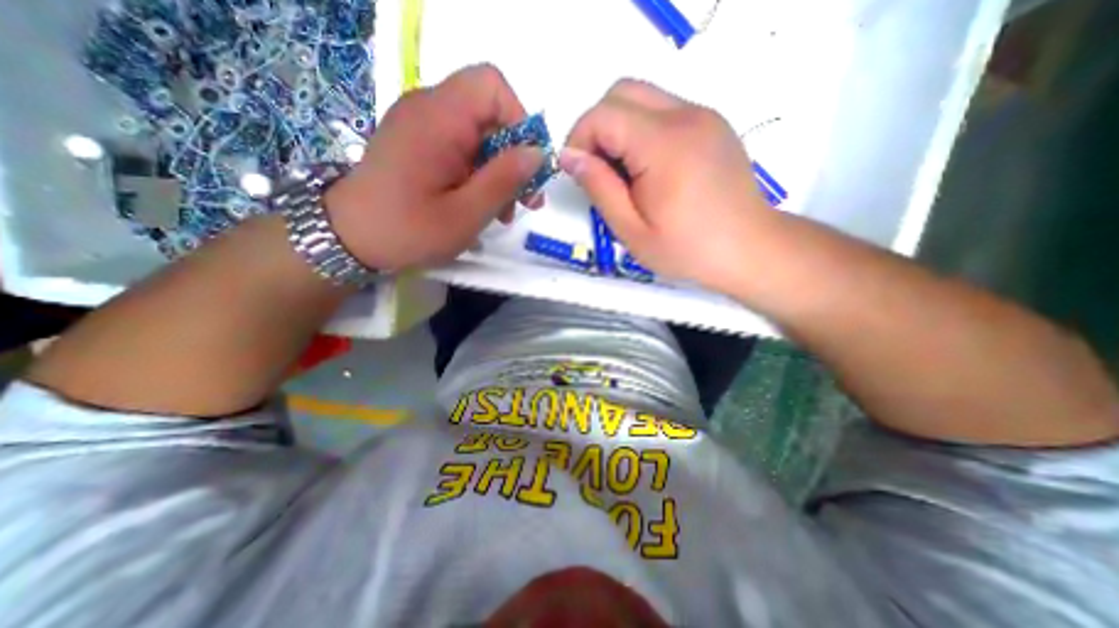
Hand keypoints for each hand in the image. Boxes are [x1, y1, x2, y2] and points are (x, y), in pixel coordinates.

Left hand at [324, 63, 546, 272]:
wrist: (349, 238)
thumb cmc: (408, 230)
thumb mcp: (466, 213)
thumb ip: (504, 180)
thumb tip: (537, 153)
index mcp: (439, 118)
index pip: (491, 86)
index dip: (519, 121)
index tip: (527, 166)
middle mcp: (429, 109)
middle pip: (489, 114)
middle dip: (514, 156)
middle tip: (525, 200)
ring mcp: (423, 126)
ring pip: (480, 135)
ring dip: (499, 171)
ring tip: (504, 212)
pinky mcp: (420, 143)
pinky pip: (462, 147)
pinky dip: (480, 173)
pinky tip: (482, 204)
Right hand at [565, 79, 776, 291]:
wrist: (748, 248)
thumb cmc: (687, 249)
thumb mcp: (631, 230)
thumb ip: (599, 188)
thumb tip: (569, 156)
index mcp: (663, 145)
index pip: (603, 115)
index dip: (579, 139)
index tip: (578, 174)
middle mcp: (685, 116)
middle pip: (622, 92)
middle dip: (597, 128)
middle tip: (598, 171)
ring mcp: (703, 116)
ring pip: (642, 98)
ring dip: (620, 129)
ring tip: (624, 175)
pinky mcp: (711, 124)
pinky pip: (663, 111)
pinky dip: (643, 131)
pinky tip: (649, 169)